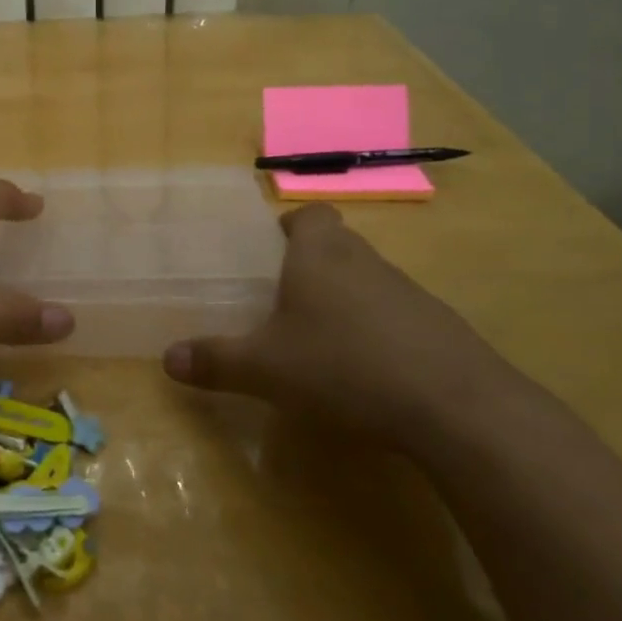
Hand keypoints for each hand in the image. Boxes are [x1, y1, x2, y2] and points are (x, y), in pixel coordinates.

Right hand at [162, 204, 524, 448]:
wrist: (454, 405)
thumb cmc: (344, 366)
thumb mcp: (266, 369)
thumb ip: (216, 361)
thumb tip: (167, 358)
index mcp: (320, 255)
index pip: (311, 215)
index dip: (293, 225)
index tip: (275, 249)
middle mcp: (365, 261)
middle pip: (338, 245)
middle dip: (313, 264)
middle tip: (286, 299)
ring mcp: (409, 292)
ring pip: (369, 280)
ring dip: (347, 298)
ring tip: (323, 339)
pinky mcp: (440, 327)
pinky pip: (398, 315)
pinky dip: (380, 330)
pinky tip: (368, 371)